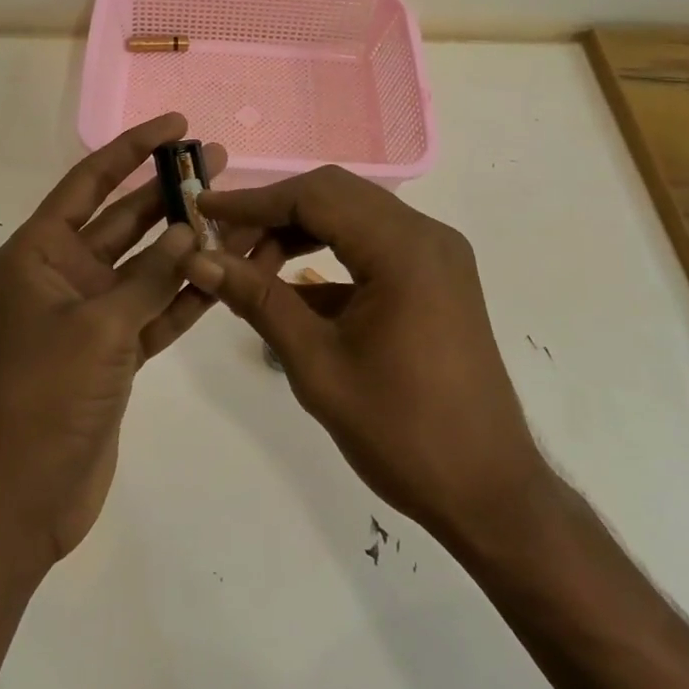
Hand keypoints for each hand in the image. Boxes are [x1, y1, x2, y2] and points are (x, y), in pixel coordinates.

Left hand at [0, 114, 229, 565]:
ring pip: (146, 265)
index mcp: (39, 253)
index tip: (175, 124)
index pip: (90, 183)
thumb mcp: (98, 327)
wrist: (22, 497)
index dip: (131, 149)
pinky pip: (156, 310)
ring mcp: (92, 314)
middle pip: (123, 219)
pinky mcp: (114, 352)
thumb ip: (148, 277)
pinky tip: (226, 271)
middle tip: (220, 162)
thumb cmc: (45, 396)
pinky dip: (187, 294)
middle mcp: (64, 274)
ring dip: (186, 242)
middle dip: (168, 191)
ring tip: (235, 211)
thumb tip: (187, 232)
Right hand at [183, 166, 547, 543]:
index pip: (314, 197)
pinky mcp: (436, 277)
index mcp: (403, 248)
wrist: (489, 492)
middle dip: (274, 212)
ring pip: (352, 216)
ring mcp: (436, 255)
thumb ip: (258, 301)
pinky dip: (328, 256)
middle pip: (334, 195)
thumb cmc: (402, 432)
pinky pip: (372, 246)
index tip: (202, 210)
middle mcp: (426, 235)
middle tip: (223, 241)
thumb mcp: (317, 364)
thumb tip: (199, 260)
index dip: (253, 201)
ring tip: (250, 267)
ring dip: (299, 232)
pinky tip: (289, 288)